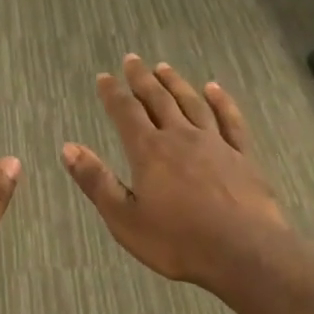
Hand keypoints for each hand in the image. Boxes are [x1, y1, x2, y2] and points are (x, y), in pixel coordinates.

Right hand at [61, 56, 290, 290]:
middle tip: (132, 60)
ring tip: (164, 68)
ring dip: (176, 83)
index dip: (112, 93)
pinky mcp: (243, 156)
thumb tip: (68, 148)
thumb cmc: (178, 241)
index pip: (126, 113)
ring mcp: (216, 144)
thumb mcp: (124, 218)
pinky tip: (215, 89)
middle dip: (142, 79)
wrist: (244, 253)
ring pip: (192, 103)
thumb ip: (96, 181)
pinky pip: (230, 120)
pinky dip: (221, 101)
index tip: (103, 77)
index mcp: (149, 152)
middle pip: (159, 100)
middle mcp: (181, 137)